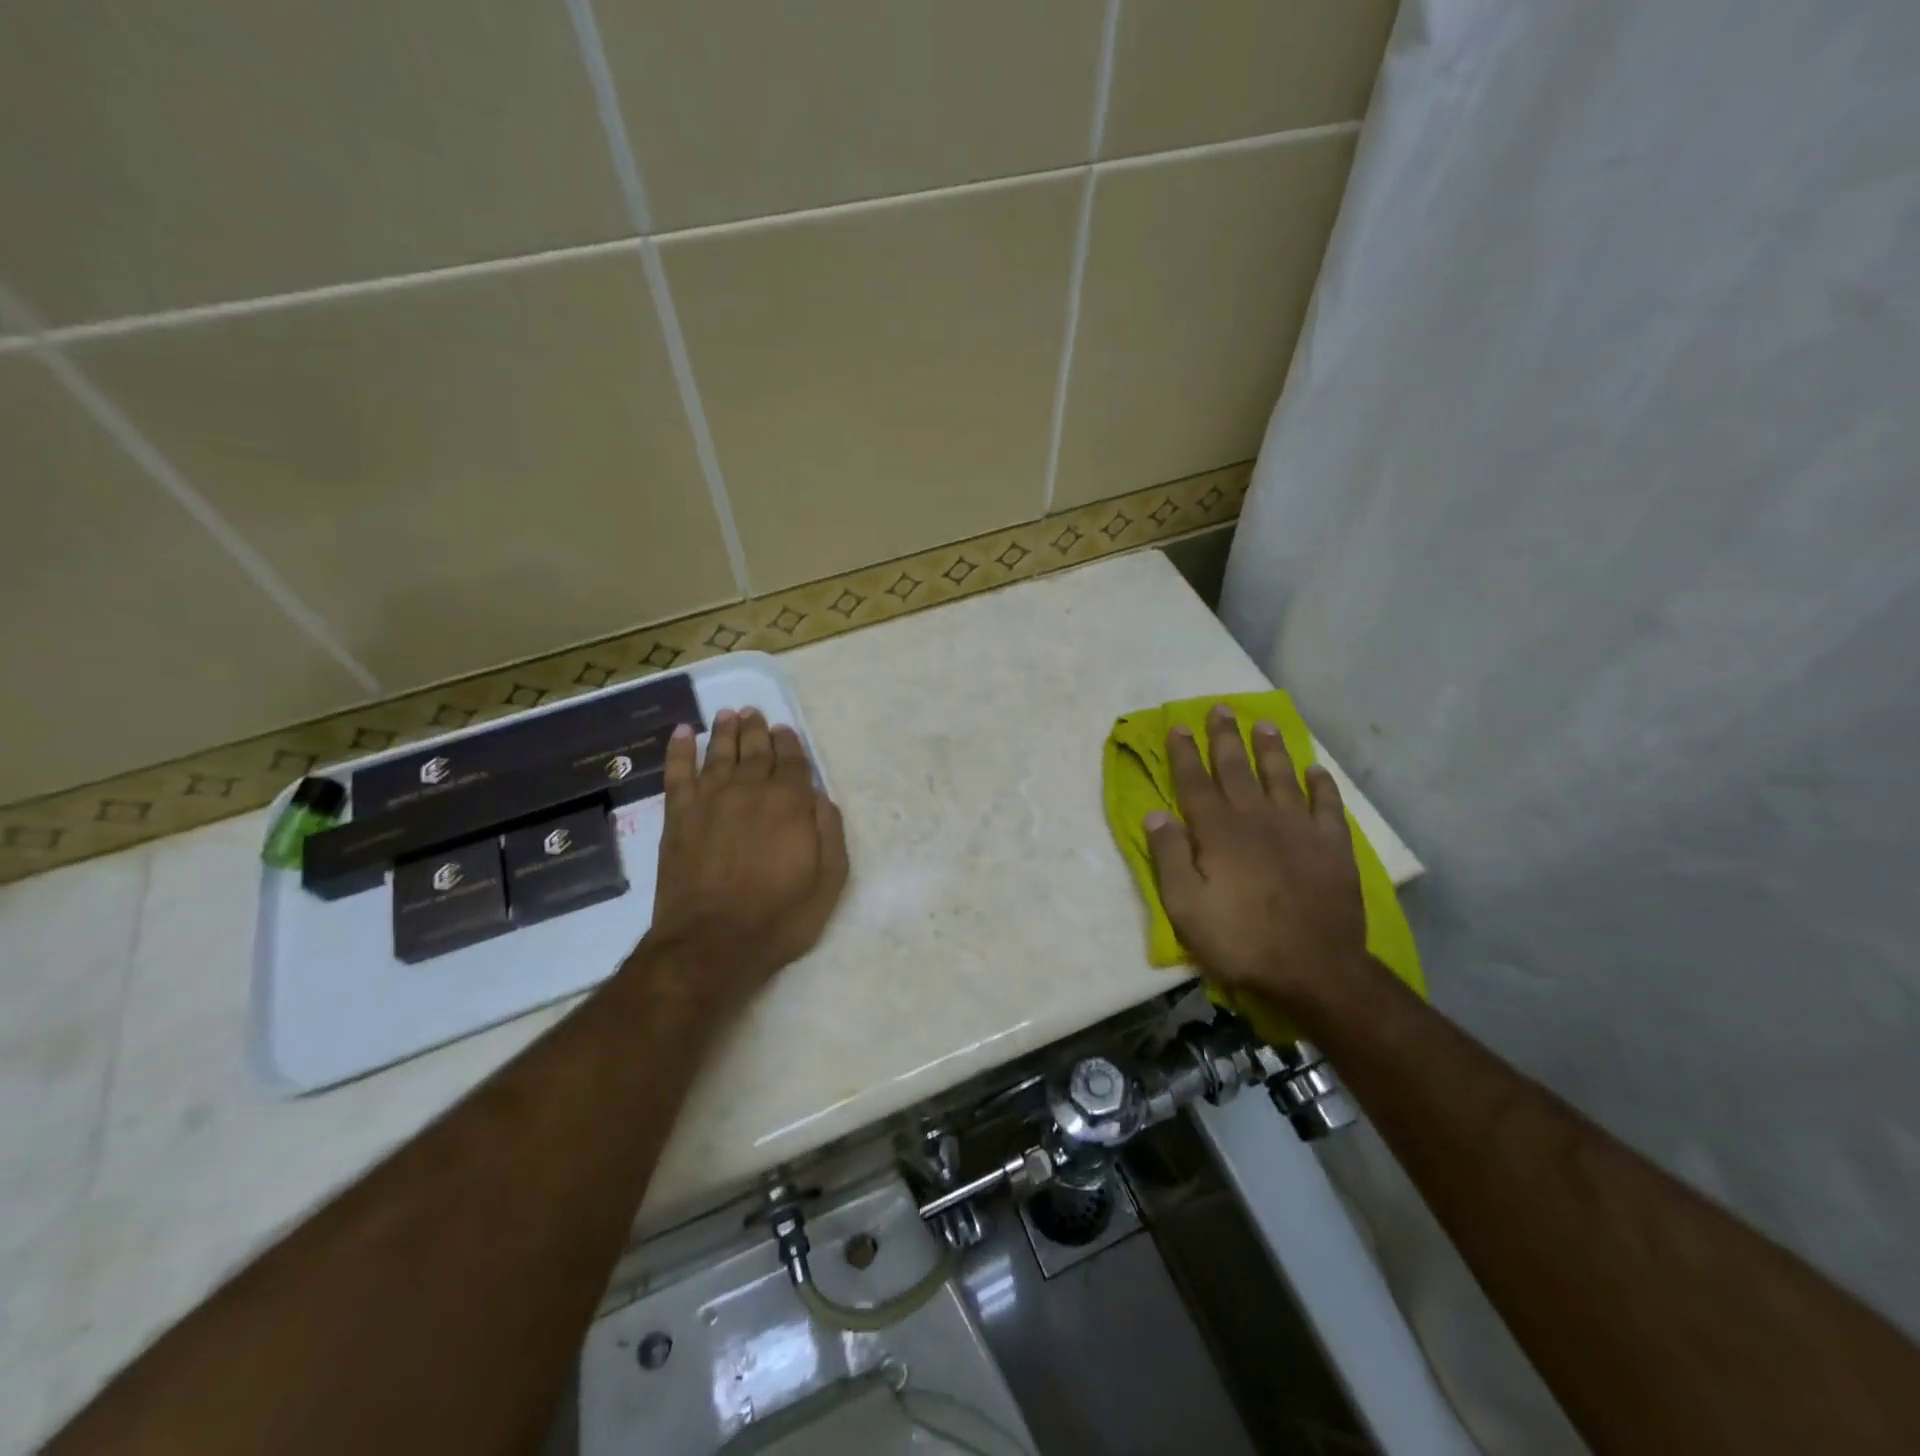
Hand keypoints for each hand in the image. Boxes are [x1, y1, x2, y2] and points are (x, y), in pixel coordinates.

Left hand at [644, 707, 848, 1005]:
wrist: (712, 943)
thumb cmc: (779, 916)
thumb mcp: (828, 880)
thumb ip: (829, 831)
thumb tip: (819, 796)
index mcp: (789, 802)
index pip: (791, 761)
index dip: (789, 743)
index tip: (785, 730)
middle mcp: (749, 789)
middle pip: (754, 750)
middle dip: (757, 730)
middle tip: (754, 712)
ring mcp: (709, 800)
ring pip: (718, 753)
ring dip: (724, 731)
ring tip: (727, 713)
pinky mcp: (678, 816)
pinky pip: (677, 772)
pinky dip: (678, 750)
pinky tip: (680, 733)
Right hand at [1144, 705, 1366, 1015]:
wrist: (1315, 968)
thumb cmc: (1240, 939)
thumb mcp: (1185, 906)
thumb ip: (1170, 856)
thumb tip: (1155, 813)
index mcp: (1218, 831)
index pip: (1195, 782)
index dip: (1184, 753)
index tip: (1178, 726)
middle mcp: (1257, 818)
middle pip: (1236, 768)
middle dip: (1225, 737)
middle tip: (1220, 708)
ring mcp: (1299, 828)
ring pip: (1281, 776)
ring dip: (1270, 749)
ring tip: (1264, 725)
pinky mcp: (1332, 846)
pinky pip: (1327, 805)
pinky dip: (1321, 785)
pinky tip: (1316, 770)